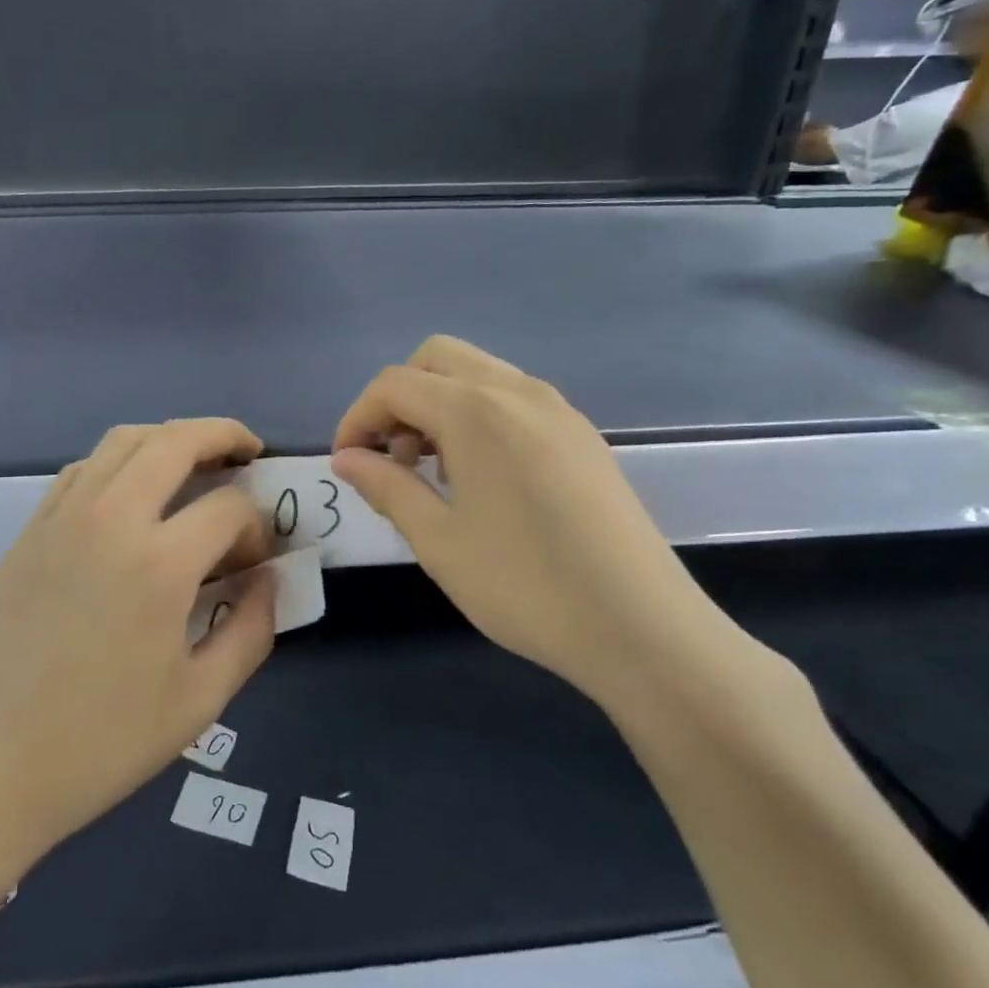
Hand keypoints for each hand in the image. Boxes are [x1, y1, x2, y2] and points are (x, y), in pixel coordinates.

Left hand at [0, 420, 276, 877]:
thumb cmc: (99, 744)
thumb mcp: (199, 701)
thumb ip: (251, 630)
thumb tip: (268, 580)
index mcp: (159, 563)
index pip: (229, 508)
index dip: (257, 527)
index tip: (257, 561)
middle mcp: (110, 519)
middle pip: (176, 440)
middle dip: (223, 435)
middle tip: (249, 451)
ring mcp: (62, 517)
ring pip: (124, 441)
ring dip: (170, 439)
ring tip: (196, 462)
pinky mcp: (30, 530)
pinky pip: (83, 469)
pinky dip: (120, 461)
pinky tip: (132, 494)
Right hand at [331, 336, 735, 702]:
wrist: (642, 629)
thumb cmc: (525, 586)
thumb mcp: (438, 540)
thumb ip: (386, 486)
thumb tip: (346, 458)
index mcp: (476, 410)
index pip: (394, 384)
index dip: (358, 418)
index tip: (348, 464)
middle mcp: (518, 391)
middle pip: (435, 358)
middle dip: (398, 398)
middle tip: (393, 458)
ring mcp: (558, 409)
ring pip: (477, 373)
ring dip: (438, 404)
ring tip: (434, 472)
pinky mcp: (581, 434)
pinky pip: (512, 398)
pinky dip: (477, 415)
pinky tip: (481, 477)